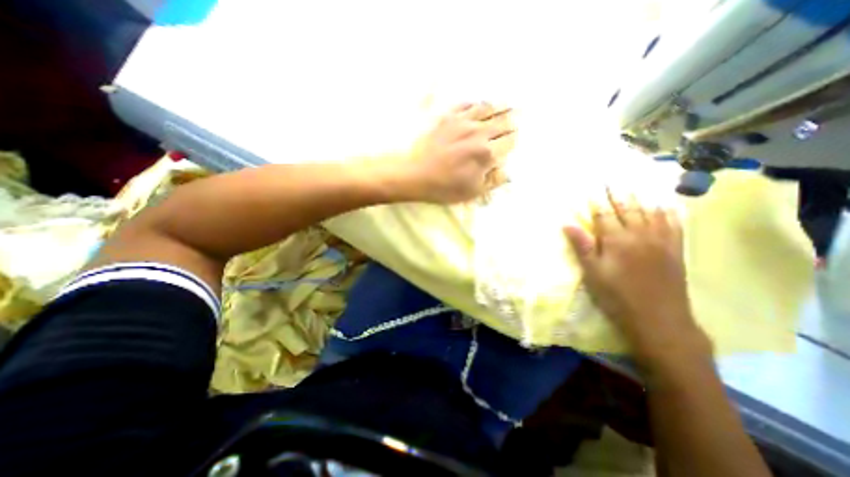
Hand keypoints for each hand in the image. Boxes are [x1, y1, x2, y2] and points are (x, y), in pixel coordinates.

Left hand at [390, 102, 509, 202]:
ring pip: (487, 108)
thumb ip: (494, 180)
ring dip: (499, 106)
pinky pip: (466, 105)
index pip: (509, 141)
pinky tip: (478, 104)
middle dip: (512, 121)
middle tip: (518, 117)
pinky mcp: (447, 118)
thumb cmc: (445, 188)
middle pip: (502, 122)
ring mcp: (462, 122)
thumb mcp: (473, 191)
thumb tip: (508, 172)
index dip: (514, 140)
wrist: (415, 175)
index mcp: (486, 153)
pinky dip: (476, 104)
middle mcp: (478, 133)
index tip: (515, 139)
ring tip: (506, 103)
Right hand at [562, 189, 708, 354]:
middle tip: (613, 178)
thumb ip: (582, 246)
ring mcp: (661, 240)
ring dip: (641, 196)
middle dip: (618, 192)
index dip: (597, 200)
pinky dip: (670, 211)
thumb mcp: (592, 272)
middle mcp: (640, 235)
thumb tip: (567, 224)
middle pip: (627, 208)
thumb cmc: (616, 296)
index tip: (593, 186)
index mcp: (617, 241)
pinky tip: (667, 202)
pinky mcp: (675, 249)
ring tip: (635, 183)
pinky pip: (675, 224)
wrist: (658, 319)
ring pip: (650, 211)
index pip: (604, 214)